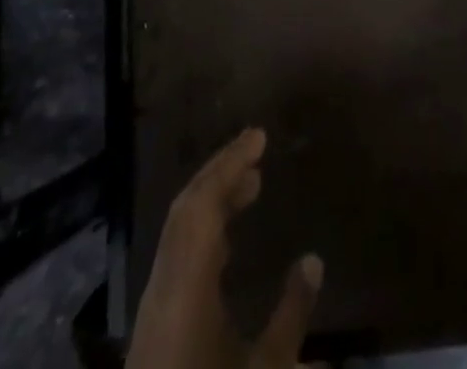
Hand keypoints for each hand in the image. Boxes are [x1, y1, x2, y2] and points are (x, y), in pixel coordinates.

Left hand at [126, 129, 321, 368]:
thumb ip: (291, 315)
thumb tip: (312, 261)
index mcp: (186, 286)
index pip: (203, 202)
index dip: (230, 163)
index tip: (259, 136)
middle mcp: (164, 286)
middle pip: (186, 209)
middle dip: (221, 173)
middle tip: (257, 151)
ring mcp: (154, 308)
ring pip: (179, 232)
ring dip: (213, 200)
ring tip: (250, 186)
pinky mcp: (154, 330)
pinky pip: (179, 255)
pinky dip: (204, 231)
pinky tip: (228, 241)